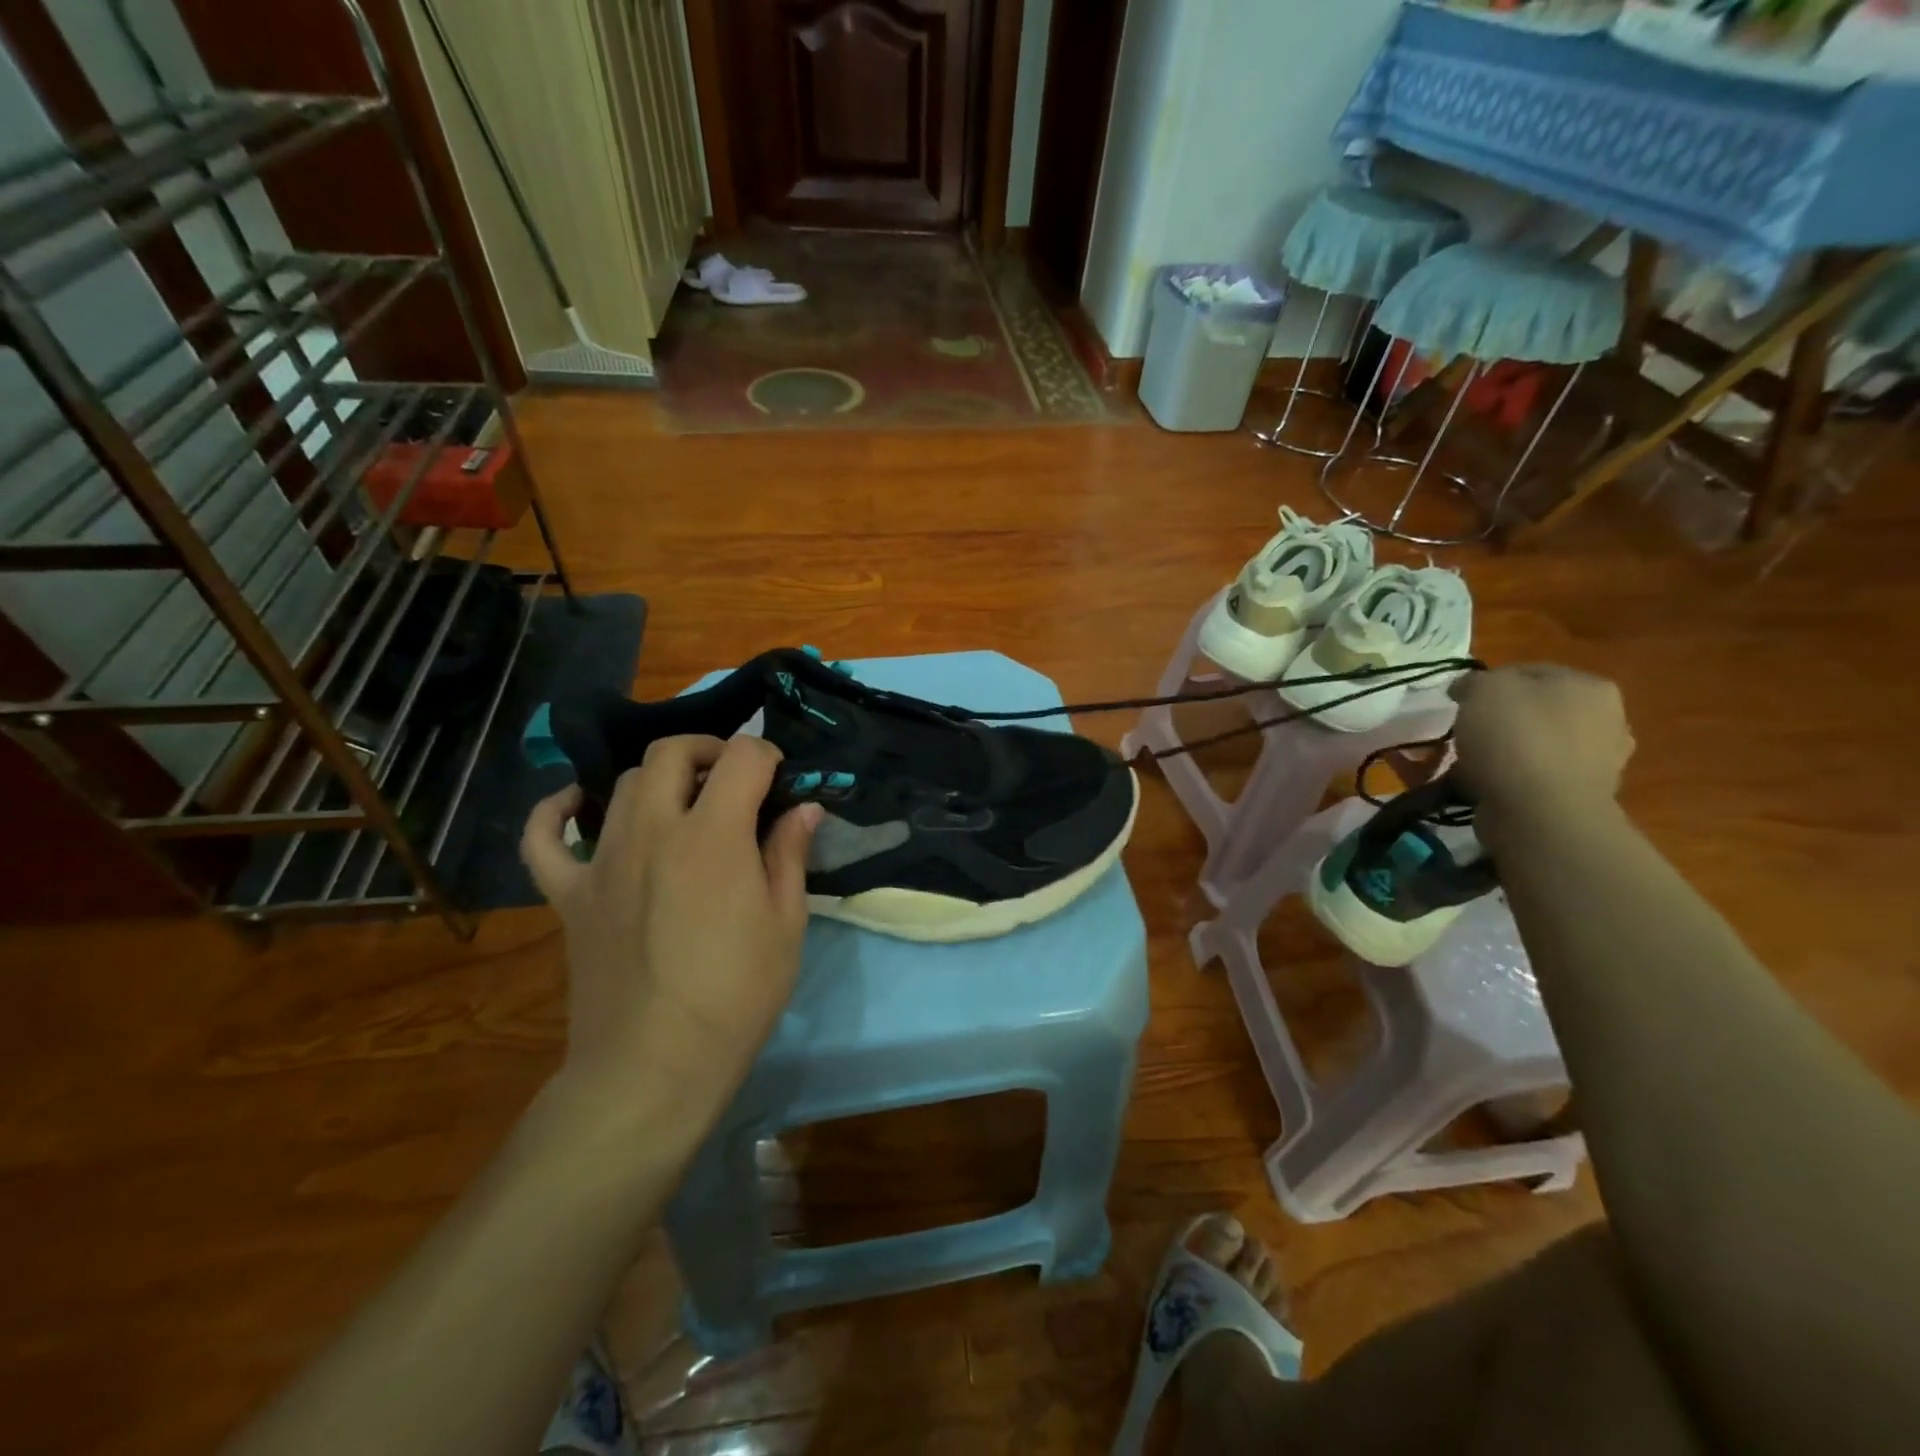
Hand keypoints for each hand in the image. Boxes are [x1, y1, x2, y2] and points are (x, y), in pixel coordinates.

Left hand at [521, 735, 821, 1121]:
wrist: (654, 1066)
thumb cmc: (736, 996)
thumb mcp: (786, 925)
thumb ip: (790, 855)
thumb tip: (803, 808)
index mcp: (714, 836)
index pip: (743, 758)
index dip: (767, 758)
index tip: (779, 783)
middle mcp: (653, 831)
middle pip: (671, 753)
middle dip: (709, 751)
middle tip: (732, 782)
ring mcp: (601, 860)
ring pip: (623, 784)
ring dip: (660, 779)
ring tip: (683, 806)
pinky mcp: (568, 893)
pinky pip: (544, 836)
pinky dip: (557, 811)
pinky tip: (580, 807)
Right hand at [1449, 665, 1633, 828]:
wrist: (1541, 810)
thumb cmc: (1515, 737)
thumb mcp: (1483, 689)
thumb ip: (1474, 681)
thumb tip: (1468, 688)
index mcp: (1591, 686)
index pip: (1529, 672)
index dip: (1489, 683)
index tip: (1459, 701)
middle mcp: (1607, 720)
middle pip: (1537, 710)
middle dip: (1502, 719)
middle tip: (1467, 732)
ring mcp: (1600, 762)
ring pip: (1537, 745)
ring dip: (1507, 752)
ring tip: (1472, 763)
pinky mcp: (1580, 797)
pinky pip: (1535, 778)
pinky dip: (1512, 780)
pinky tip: (1488, 786)